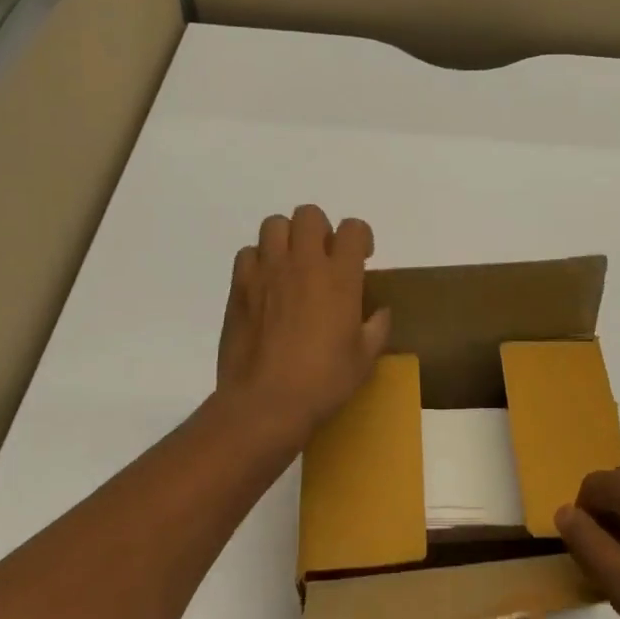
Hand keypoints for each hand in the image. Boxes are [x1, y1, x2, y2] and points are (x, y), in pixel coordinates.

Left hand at [215, 205, 390, 443]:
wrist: (265, 403)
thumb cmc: (323, 382)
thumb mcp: (364, 359)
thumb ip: (377, 328)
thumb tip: (380, 312)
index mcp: (339, 277)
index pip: (353, 228)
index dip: (360, 237)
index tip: (361, 258)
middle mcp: (303, 263)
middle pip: (309, 215)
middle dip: (320, 229)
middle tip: (323, 257)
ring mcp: (267, 272)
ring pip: (274, 224)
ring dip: (287, 238)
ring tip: (291, 265)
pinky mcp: (239, 287)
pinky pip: (247, 253)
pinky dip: (259, 260)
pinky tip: (265, 285)